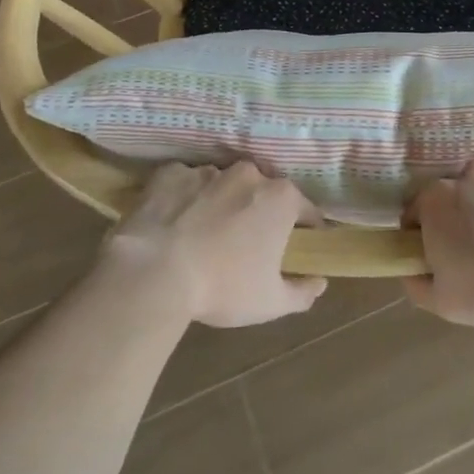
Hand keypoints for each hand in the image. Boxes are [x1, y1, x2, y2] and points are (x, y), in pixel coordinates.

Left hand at [110, 161, 326, 327]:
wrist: (153, 274)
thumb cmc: (222, 287)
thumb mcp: (271, 303)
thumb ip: (303, 291)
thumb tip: (320, 282)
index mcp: (281, 198)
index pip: (306, 211)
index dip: (305, 230)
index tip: (297, 247)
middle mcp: (249, 174)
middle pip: (263, 192)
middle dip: (259, 212)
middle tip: (246, 243)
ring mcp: (208, 170)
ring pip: (223, 184)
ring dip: (221, 202)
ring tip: (205, 233)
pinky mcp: (170, 174)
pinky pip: (185, 183)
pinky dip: (185, 198)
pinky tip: (175, 222)